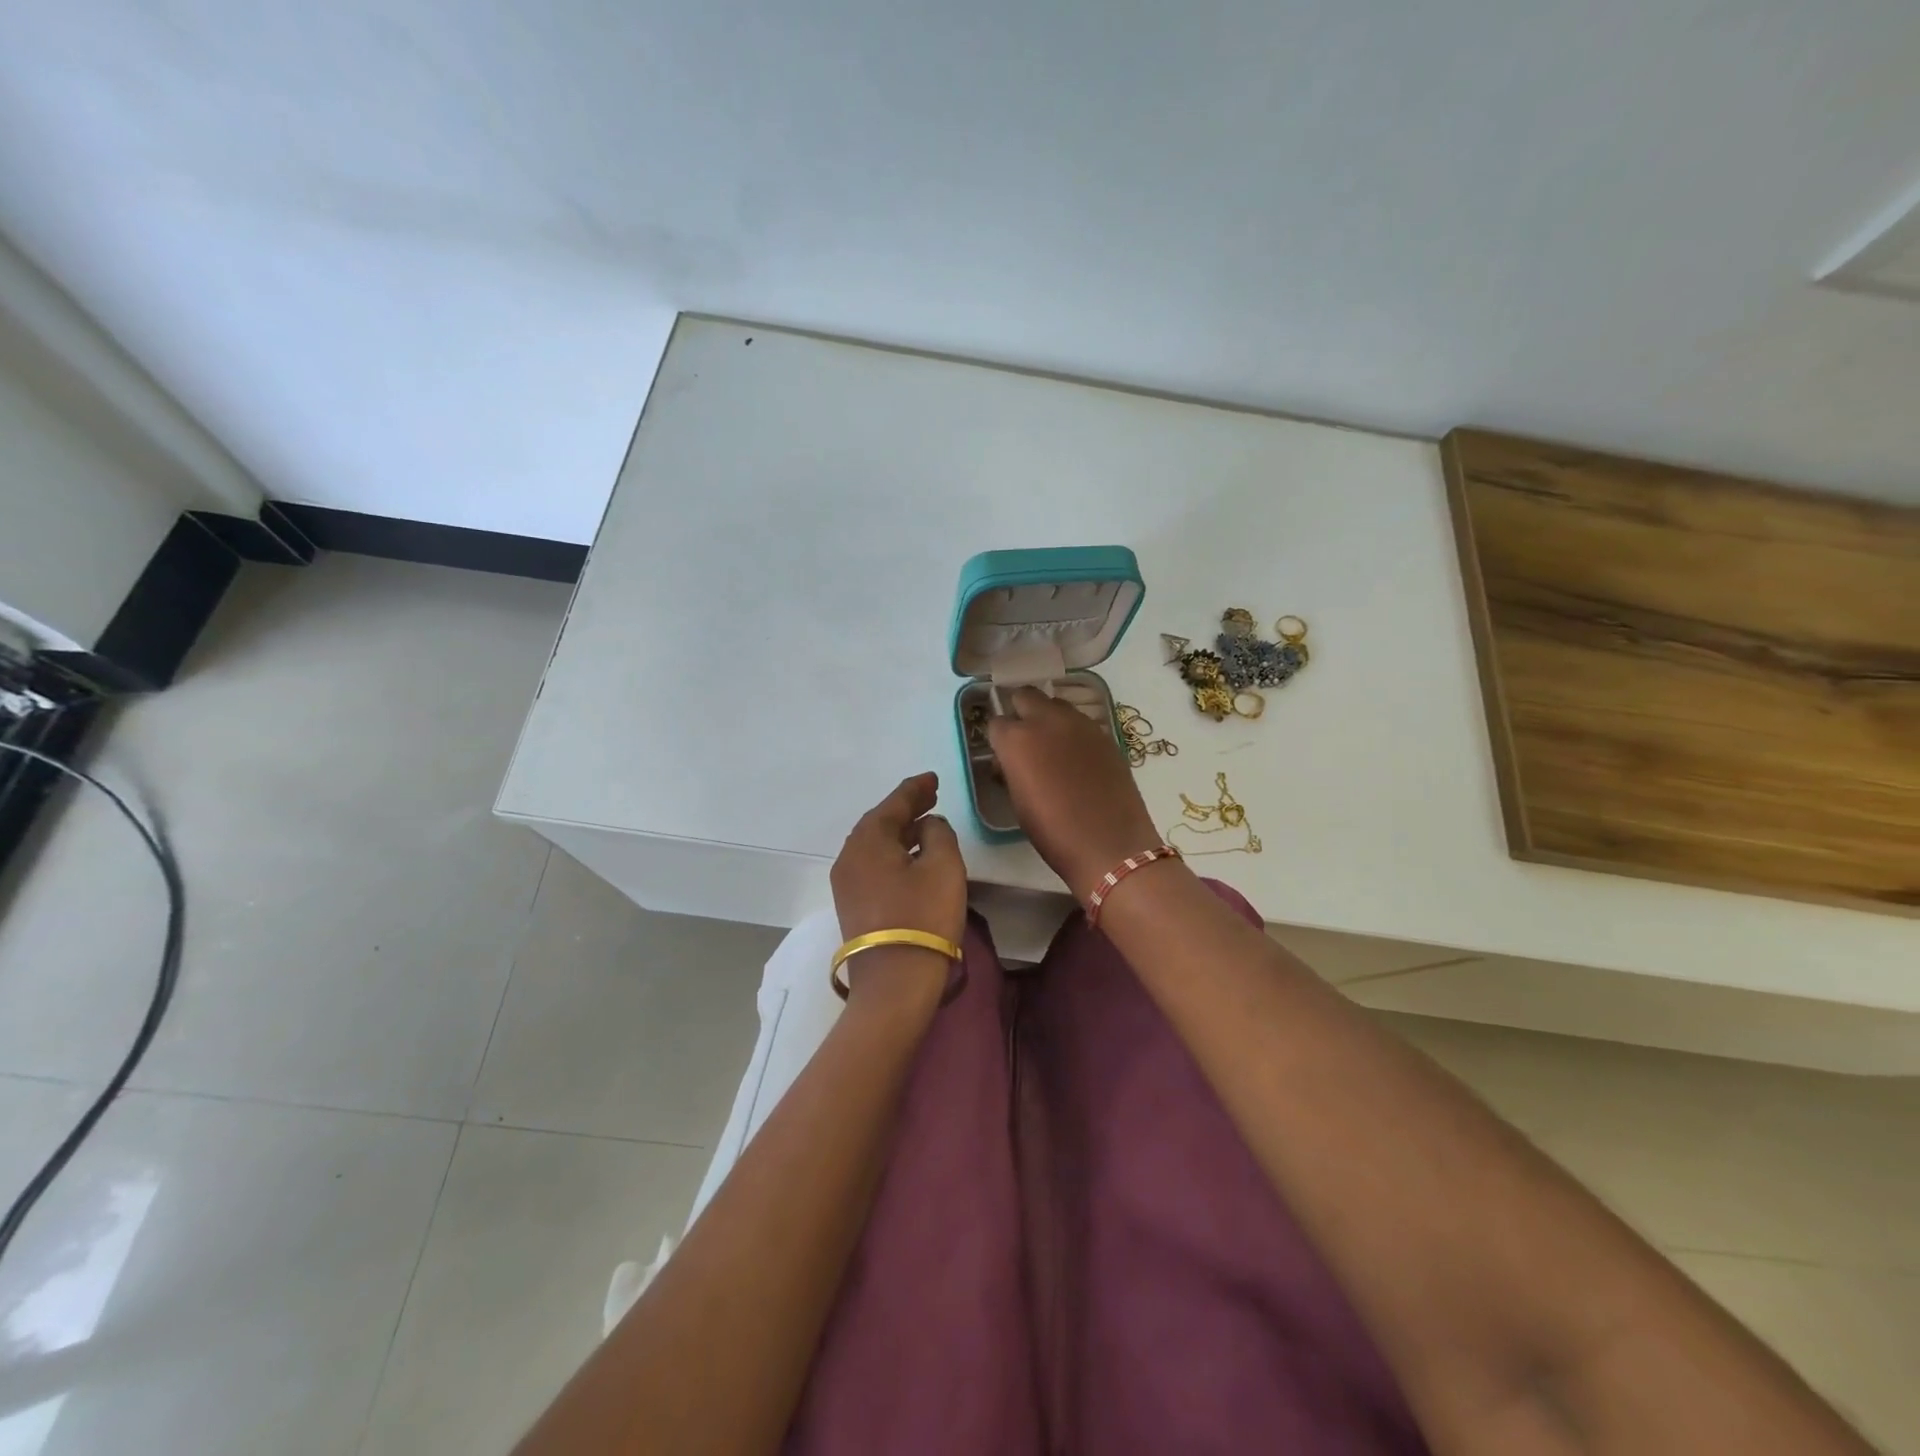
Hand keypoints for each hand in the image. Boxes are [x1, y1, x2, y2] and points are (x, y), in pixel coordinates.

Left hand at [830, 772, 967, 999]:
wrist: (894, 982)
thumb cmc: (923, 916)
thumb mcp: (943, 866)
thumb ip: (938, 834)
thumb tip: (927, 826)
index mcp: (868, 840)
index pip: (894, 803)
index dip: (915, 789)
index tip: (933, 779)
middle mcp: (849, 856)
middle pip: (879, 822)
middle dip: (906, 808)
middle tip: (931, 796)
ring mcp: (846, 883)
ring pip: (875, 845)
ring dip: (900, 831)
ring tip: (925, 823)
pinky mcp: (852, 905)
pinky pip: (873, 864)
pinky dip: (893, 852)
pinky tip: (910, 856)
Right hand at [986, 688, 1163, 900]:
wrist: (1109, 845)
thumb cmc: (1053, 832)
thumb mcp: (1018, 802)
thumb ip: (1010, 770)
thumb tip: (1008, 761)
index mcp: (1017, 740)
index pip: (996, 722)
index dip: (997, 739)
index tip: (1002, 756)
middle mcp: (1047, 721)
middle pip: (1026, 696)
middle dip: (1020, 712)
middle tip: (1024, 740)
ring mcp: (1080, 724)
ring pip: (1055, 704)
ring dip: (1048, 717)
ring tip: (1052, 747)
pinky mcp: (1104, 734)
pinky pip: (1080, 721)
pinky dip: (1072, 731)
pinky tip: (1076, 757)